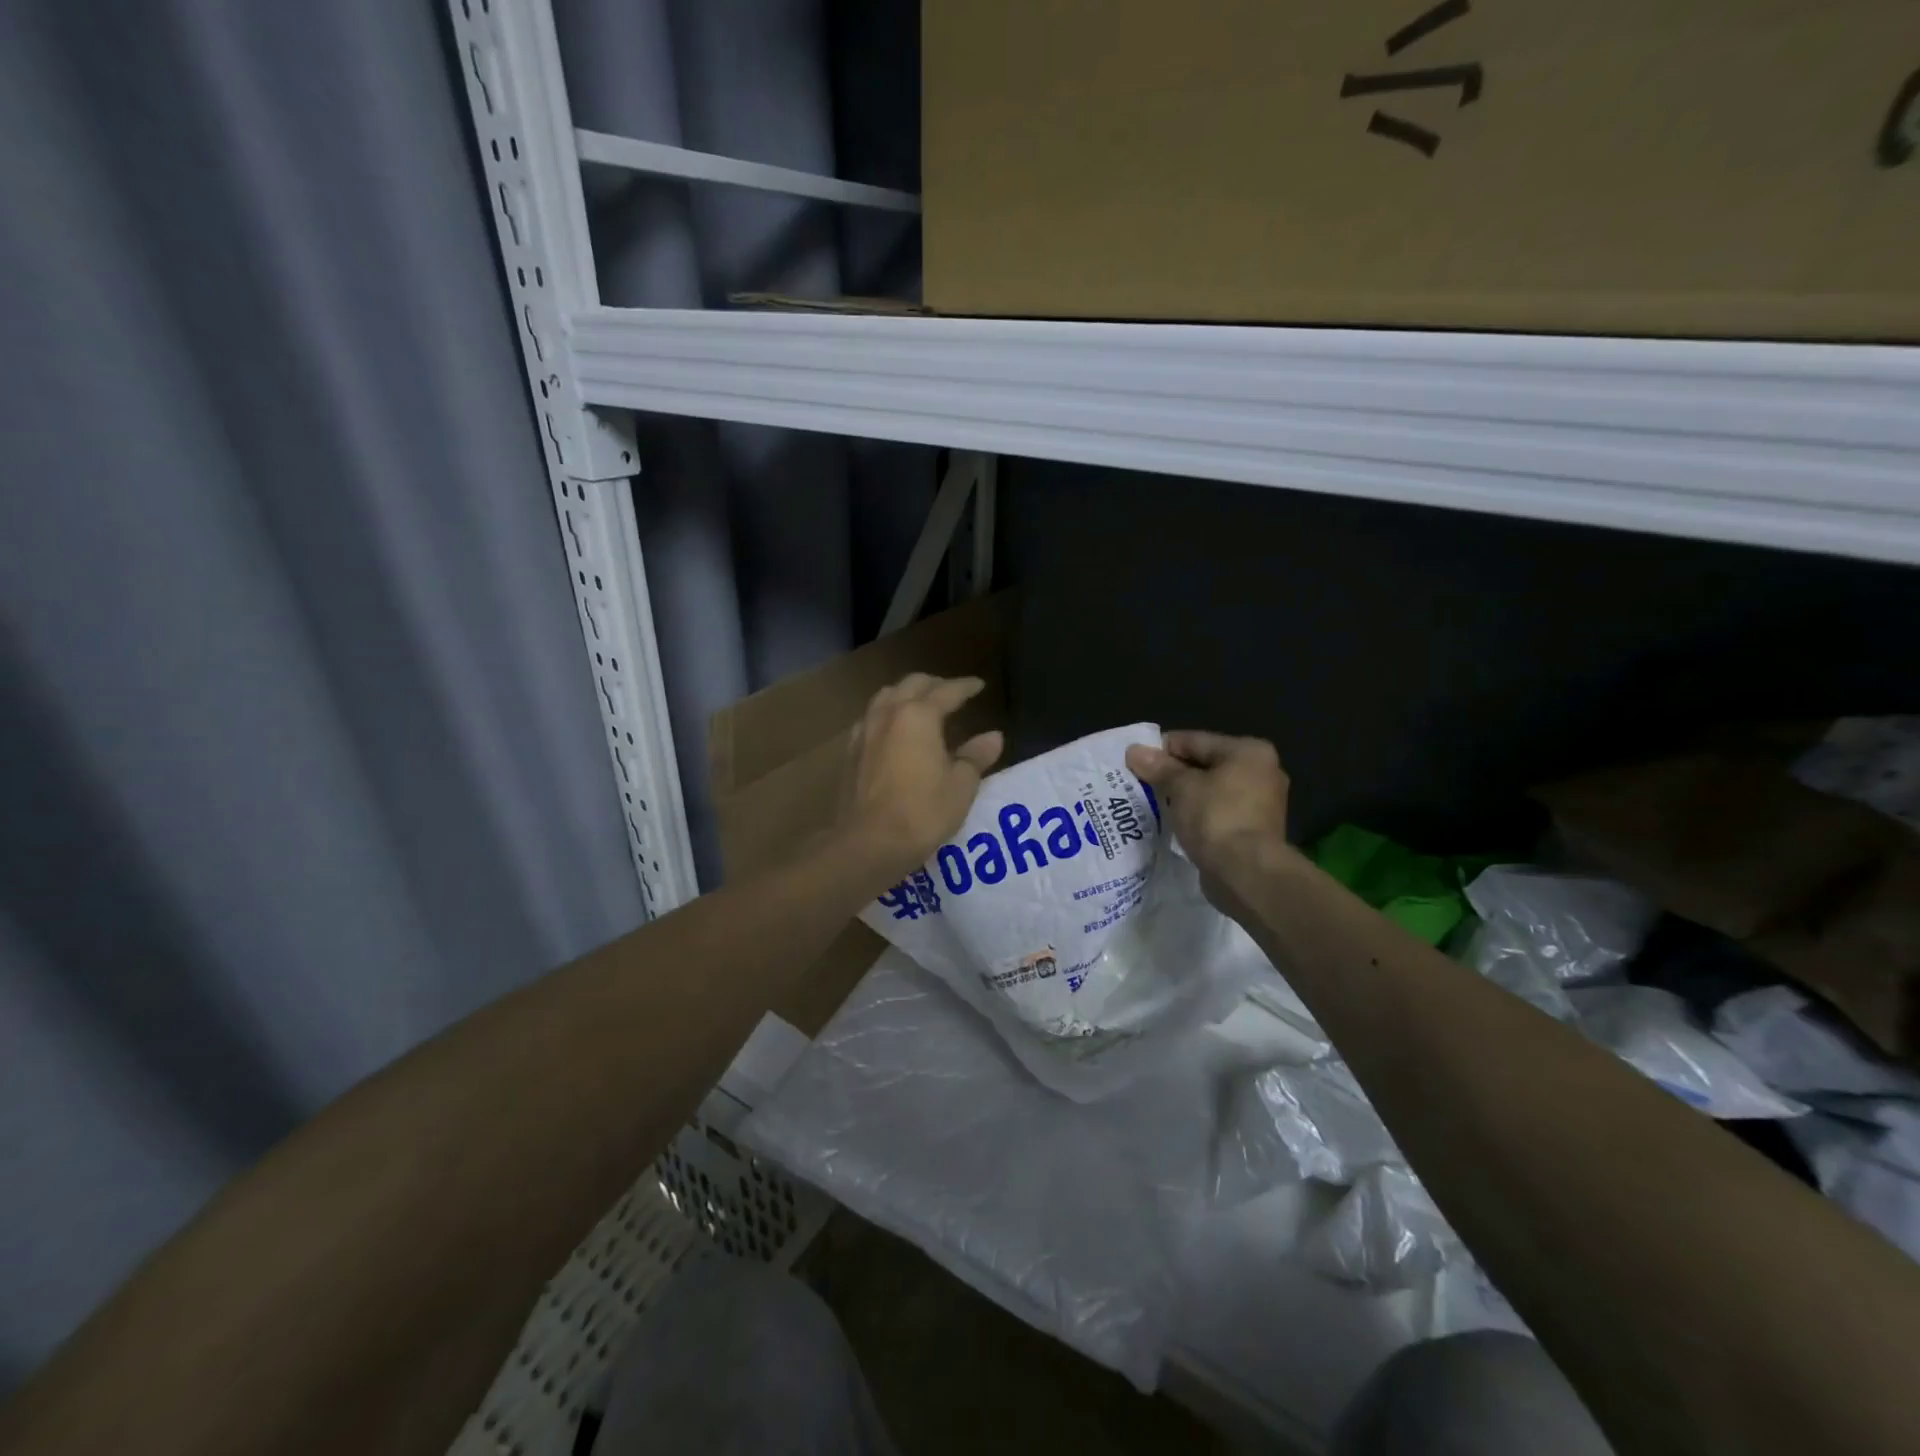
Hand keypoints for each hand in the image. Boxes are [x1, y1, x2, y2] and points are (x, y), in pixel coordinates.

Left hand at [837, 673, 1004, 886]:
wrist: (868, 843)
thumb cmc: (922, 812)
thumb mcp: (960, 786)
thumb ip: (976, 756)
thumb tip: (994, 736)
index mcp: (918, 716)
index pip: (947, 691)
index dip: (965, 687)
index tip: (979, 685)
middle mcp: (888, 714)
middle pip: (911, 685)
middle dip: (934, 685)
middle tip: (952, 692)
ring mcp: (865, 731)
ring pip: (886, 697)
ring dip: (906, 694)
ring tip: (921, 705)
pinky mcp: (850, 752)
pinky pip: (870, 718)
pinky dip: (887, 714)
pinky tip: (892, 730)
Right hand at [1125, 732, 1293, 921]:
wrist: (1247, 873)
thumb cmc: (1216, 818)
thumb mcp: (1181, 787)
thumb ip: (1158, 767)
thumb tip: (1134, 750)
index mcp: (1248, 751)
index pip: (1194, 740)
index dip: (1161, 749)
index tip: (1134, 761)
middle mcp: (1261, 771)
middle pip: (1204, 764)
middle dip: (1172, 774)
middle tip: (1140, 783)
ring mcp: (1261, 803)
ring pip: (1210, 790)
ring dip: (1184, 796)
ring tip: (1152, 803)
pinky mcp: (1254, 830)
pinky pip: (1217, 812)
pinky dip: (1197, 814)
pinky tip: (1174, 822)